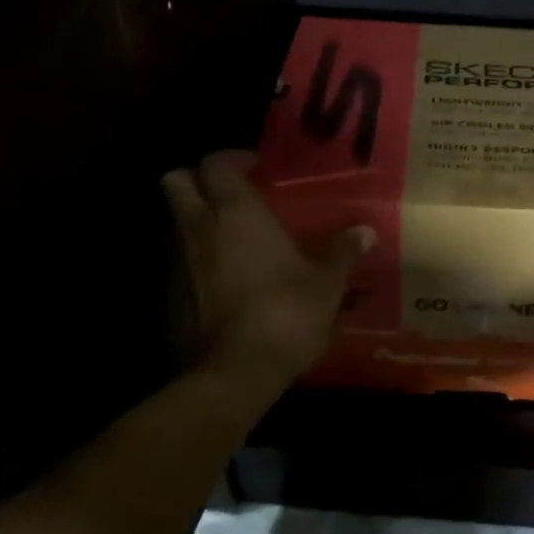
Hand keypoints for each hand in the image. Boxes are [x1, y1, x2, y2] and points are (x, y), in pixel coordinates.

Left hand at [161, 150, 374, 390]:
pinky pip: (179, 265)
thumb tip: (365, 232)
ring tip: (234, 241)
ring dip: (198, 223)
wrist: (234, 374)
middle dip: (197, 180)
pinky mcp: (168, 298)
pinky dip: (196, 263)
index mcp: (236, 211)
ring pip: (176, 224)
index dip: (231, 159)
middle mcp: (199, 227)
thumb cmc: (286, 312)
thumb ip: (342, 252)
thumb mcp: (326, 283)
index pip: (215, 163)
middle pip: (175, 181)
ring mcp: (177, 263)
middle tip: (231, 195)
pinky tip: (225, 284)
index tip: (255, 167)